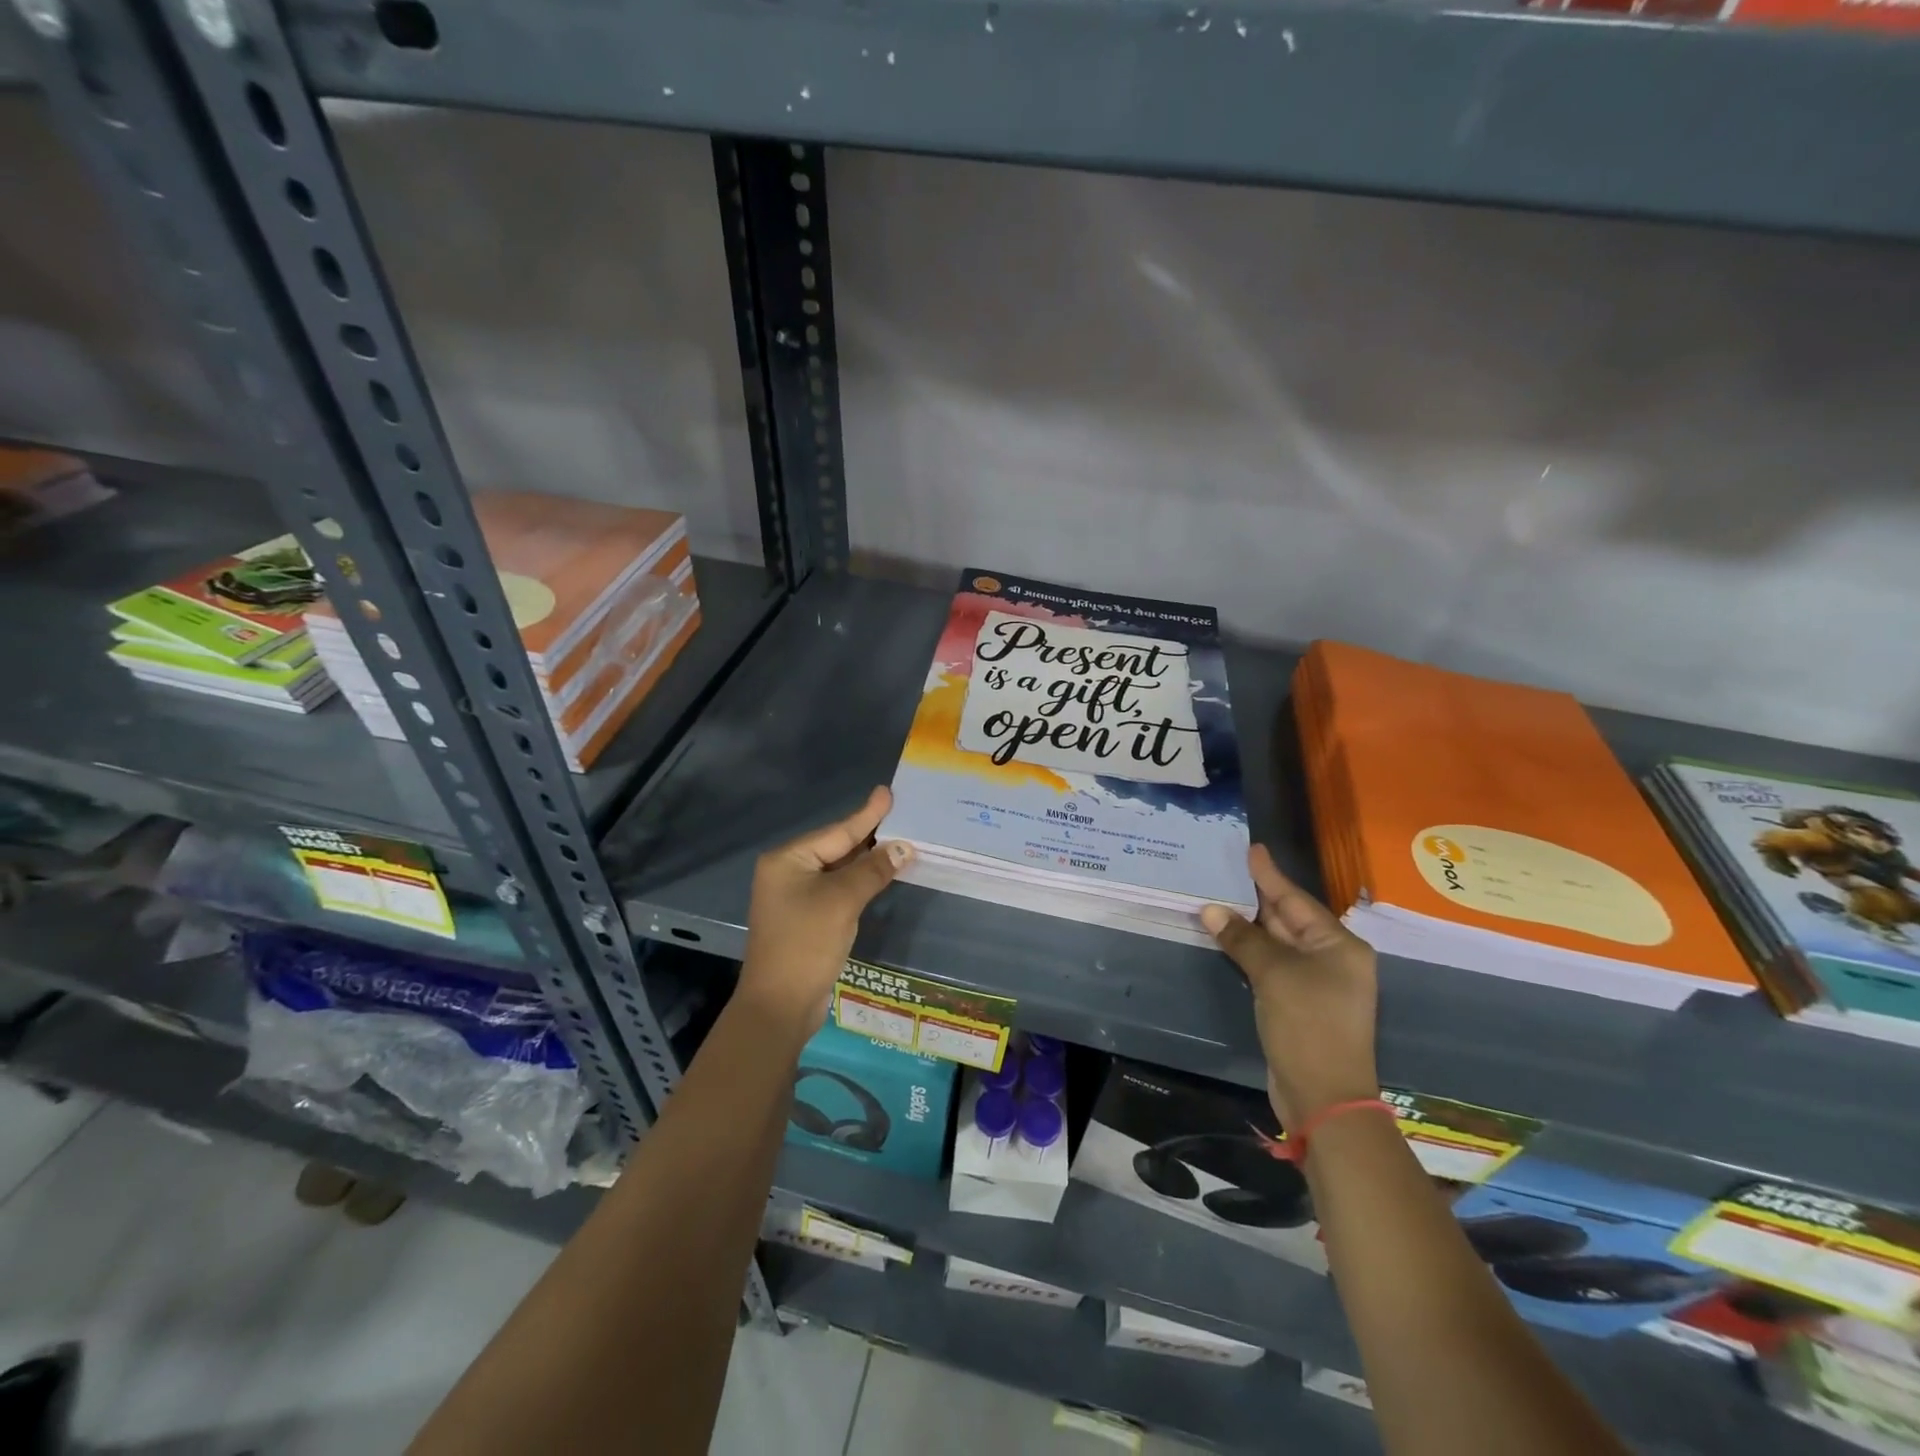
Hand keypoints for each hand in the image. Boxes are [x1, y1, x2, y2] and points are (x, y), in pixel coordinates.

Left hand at [738, 786, 912, 1036]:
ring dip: (868, 860)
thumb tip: (904, 847)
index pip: (837, 831)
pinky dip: (860, 882)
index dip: (867, 814)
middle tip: (902, 815)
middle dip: (870, 836)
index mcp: (788, 859)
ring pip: (839, 870)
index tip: (888, 792)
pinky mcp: (805, 918)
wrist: (779, 1005)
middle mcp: (788, 872)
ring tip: (899, 840)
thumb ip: (873, 870)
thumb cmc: (806, 943)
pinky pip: (837, 890)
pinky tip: (881, 875)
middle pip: (837, 847)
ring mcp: (795, 897)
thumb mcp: (843, 901)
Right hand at [1201, 845, 1378, 1127]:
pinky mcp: (1298, 1003)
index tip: (1252, 849)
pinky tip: (1227, 936)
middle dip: (1256, 897)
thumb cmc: (1308, 1026)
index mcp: (1339, 946)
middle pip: (1288, 919)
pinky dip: (1249, 950)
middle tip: (1226, 870)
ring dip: (1248, 925)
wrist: (1323, 1098)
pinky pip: (1271, 965)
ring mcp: (1316, 983)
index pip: (1296, 900)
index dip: (1270, 875)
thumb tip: (1210, 910)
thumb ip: (1243, 938)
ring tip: (1218, 897)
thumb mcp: (1274, 975)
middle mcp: (1332, 959)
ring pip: (1277, 942)